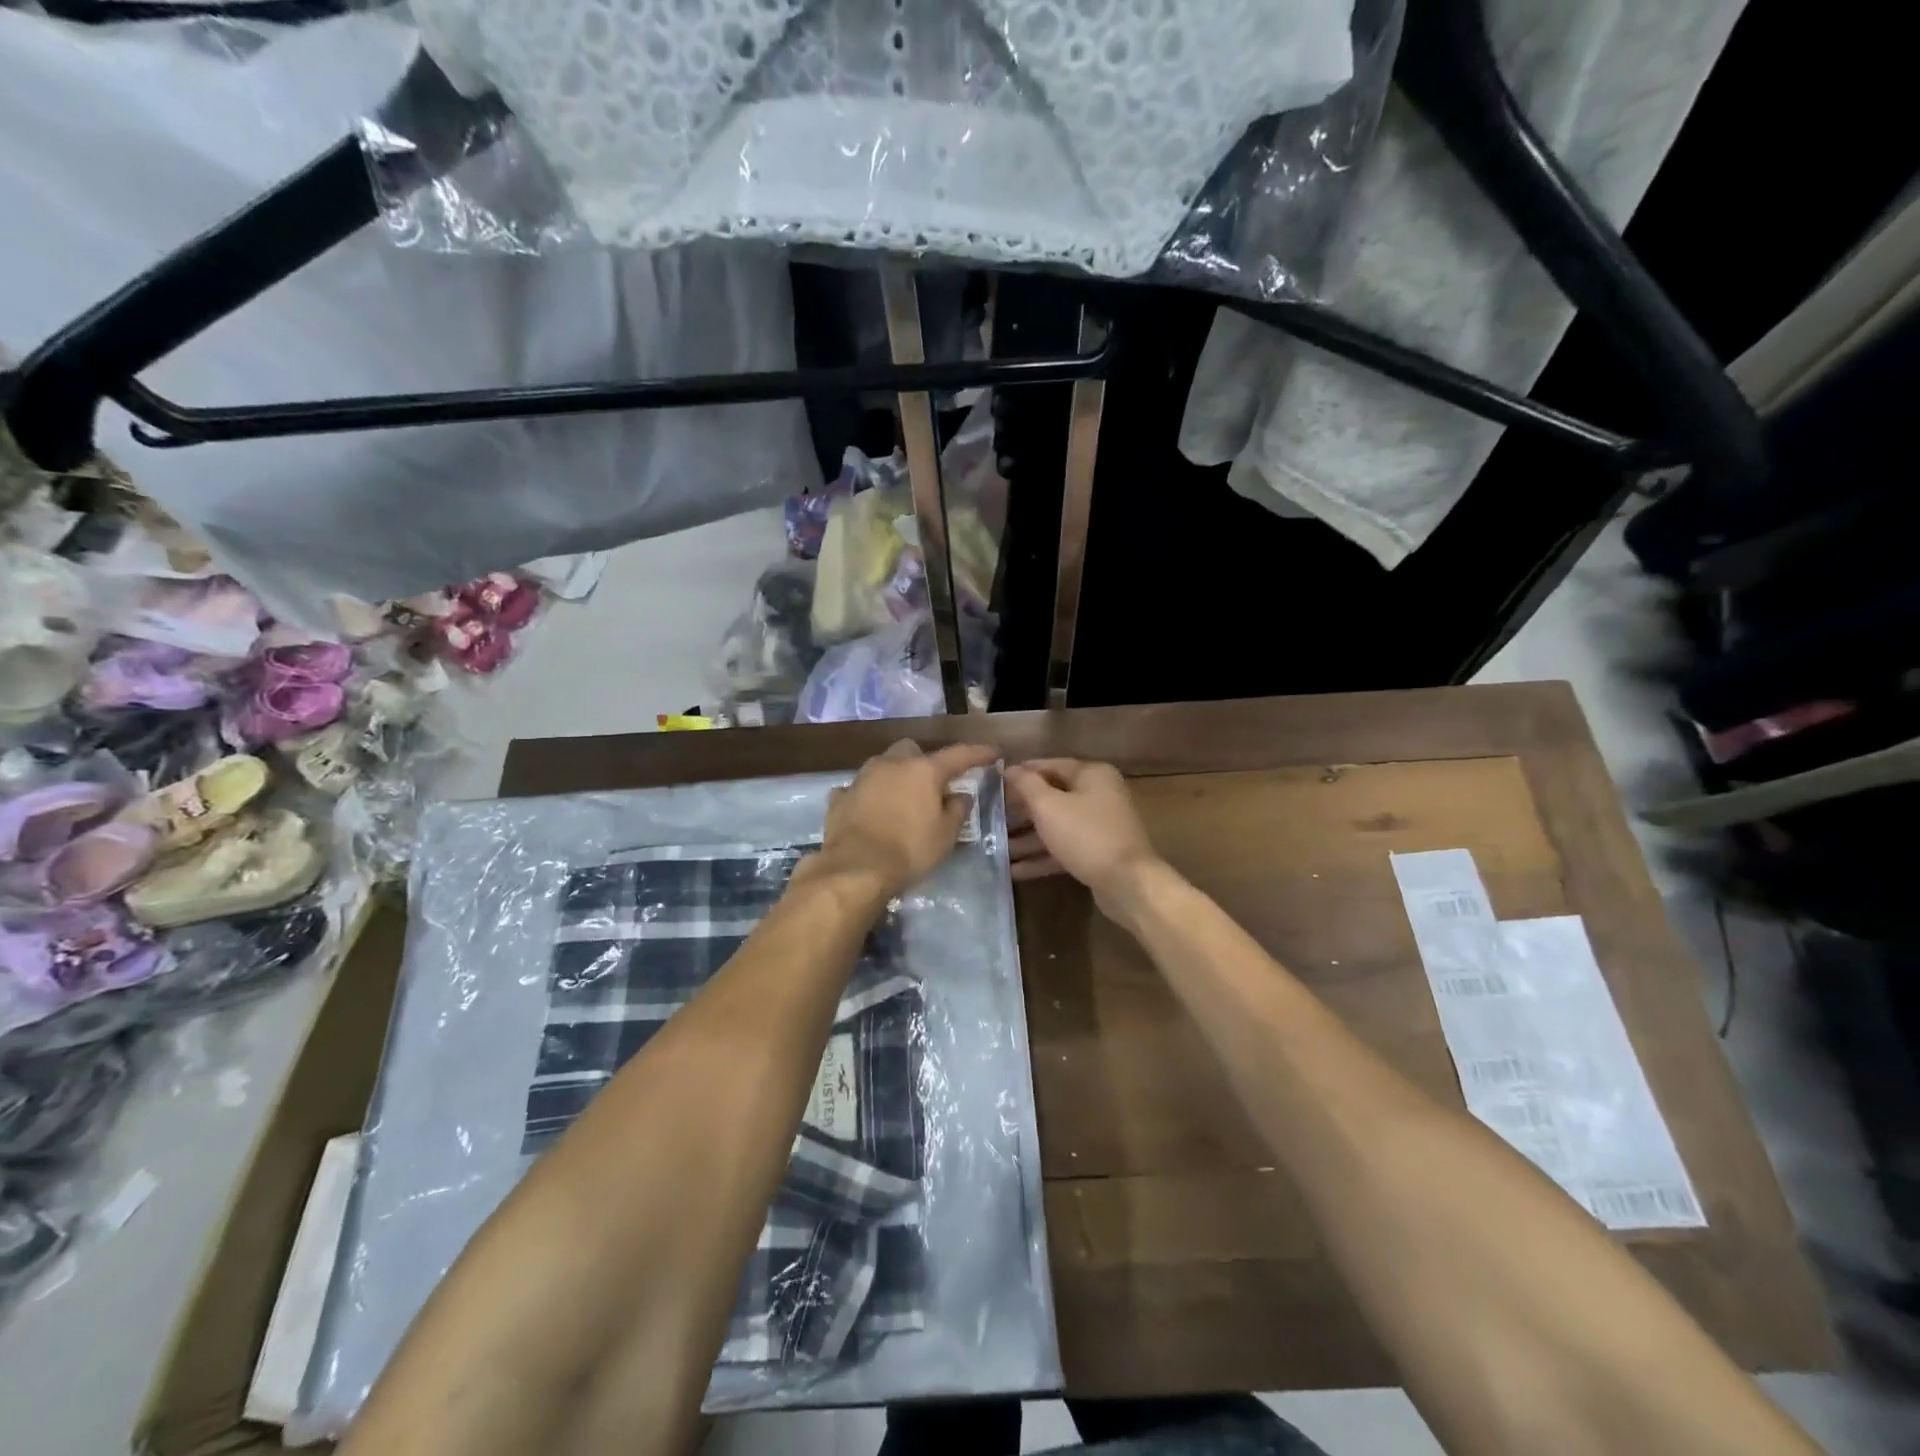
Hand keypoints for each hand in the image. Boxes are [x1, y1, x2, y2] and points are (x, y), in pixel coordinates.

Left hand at [820, 740, 996, 895]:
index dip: (978, 753)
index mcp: (923, 770)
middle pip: (911, 750)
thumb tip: (961, 795)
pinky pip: (858, 789)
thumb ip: (957, 810)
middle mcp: (891, 764)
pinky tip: (871, 811)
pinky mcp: (839, 797)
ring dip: (894, 777)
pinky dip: (868, 796)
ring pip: (882, 766)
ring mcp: (861, 778)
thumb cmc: (909, 850)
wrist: (855, 869)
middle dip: (923, 761)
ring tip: (901, 800)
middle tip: (932, 783)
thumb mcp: (945, 834)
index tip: (992, 753)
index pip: (958, 754)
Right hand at [1005, 759, 1159, 914]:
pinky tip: (1014, 870)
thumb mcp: (1048, 806)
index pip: (1050, 765)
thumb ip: (1026, 784)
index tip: (994, 782)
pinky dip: (1042, 856)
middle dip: (1021, 809)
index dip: (1021, 773)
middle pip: (1053, 796)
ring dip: (1028, 837)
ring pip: (1057, 826)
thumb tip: (1009, 768)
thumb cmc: (1085, 834)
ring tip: (996, 847)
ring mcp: (1100, 826)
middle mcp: (1099, 794)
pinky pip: (1065, 848)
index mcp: (1092, 774)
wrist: (1127, 883)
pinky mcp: (1098, 853)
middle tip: (991, 816)